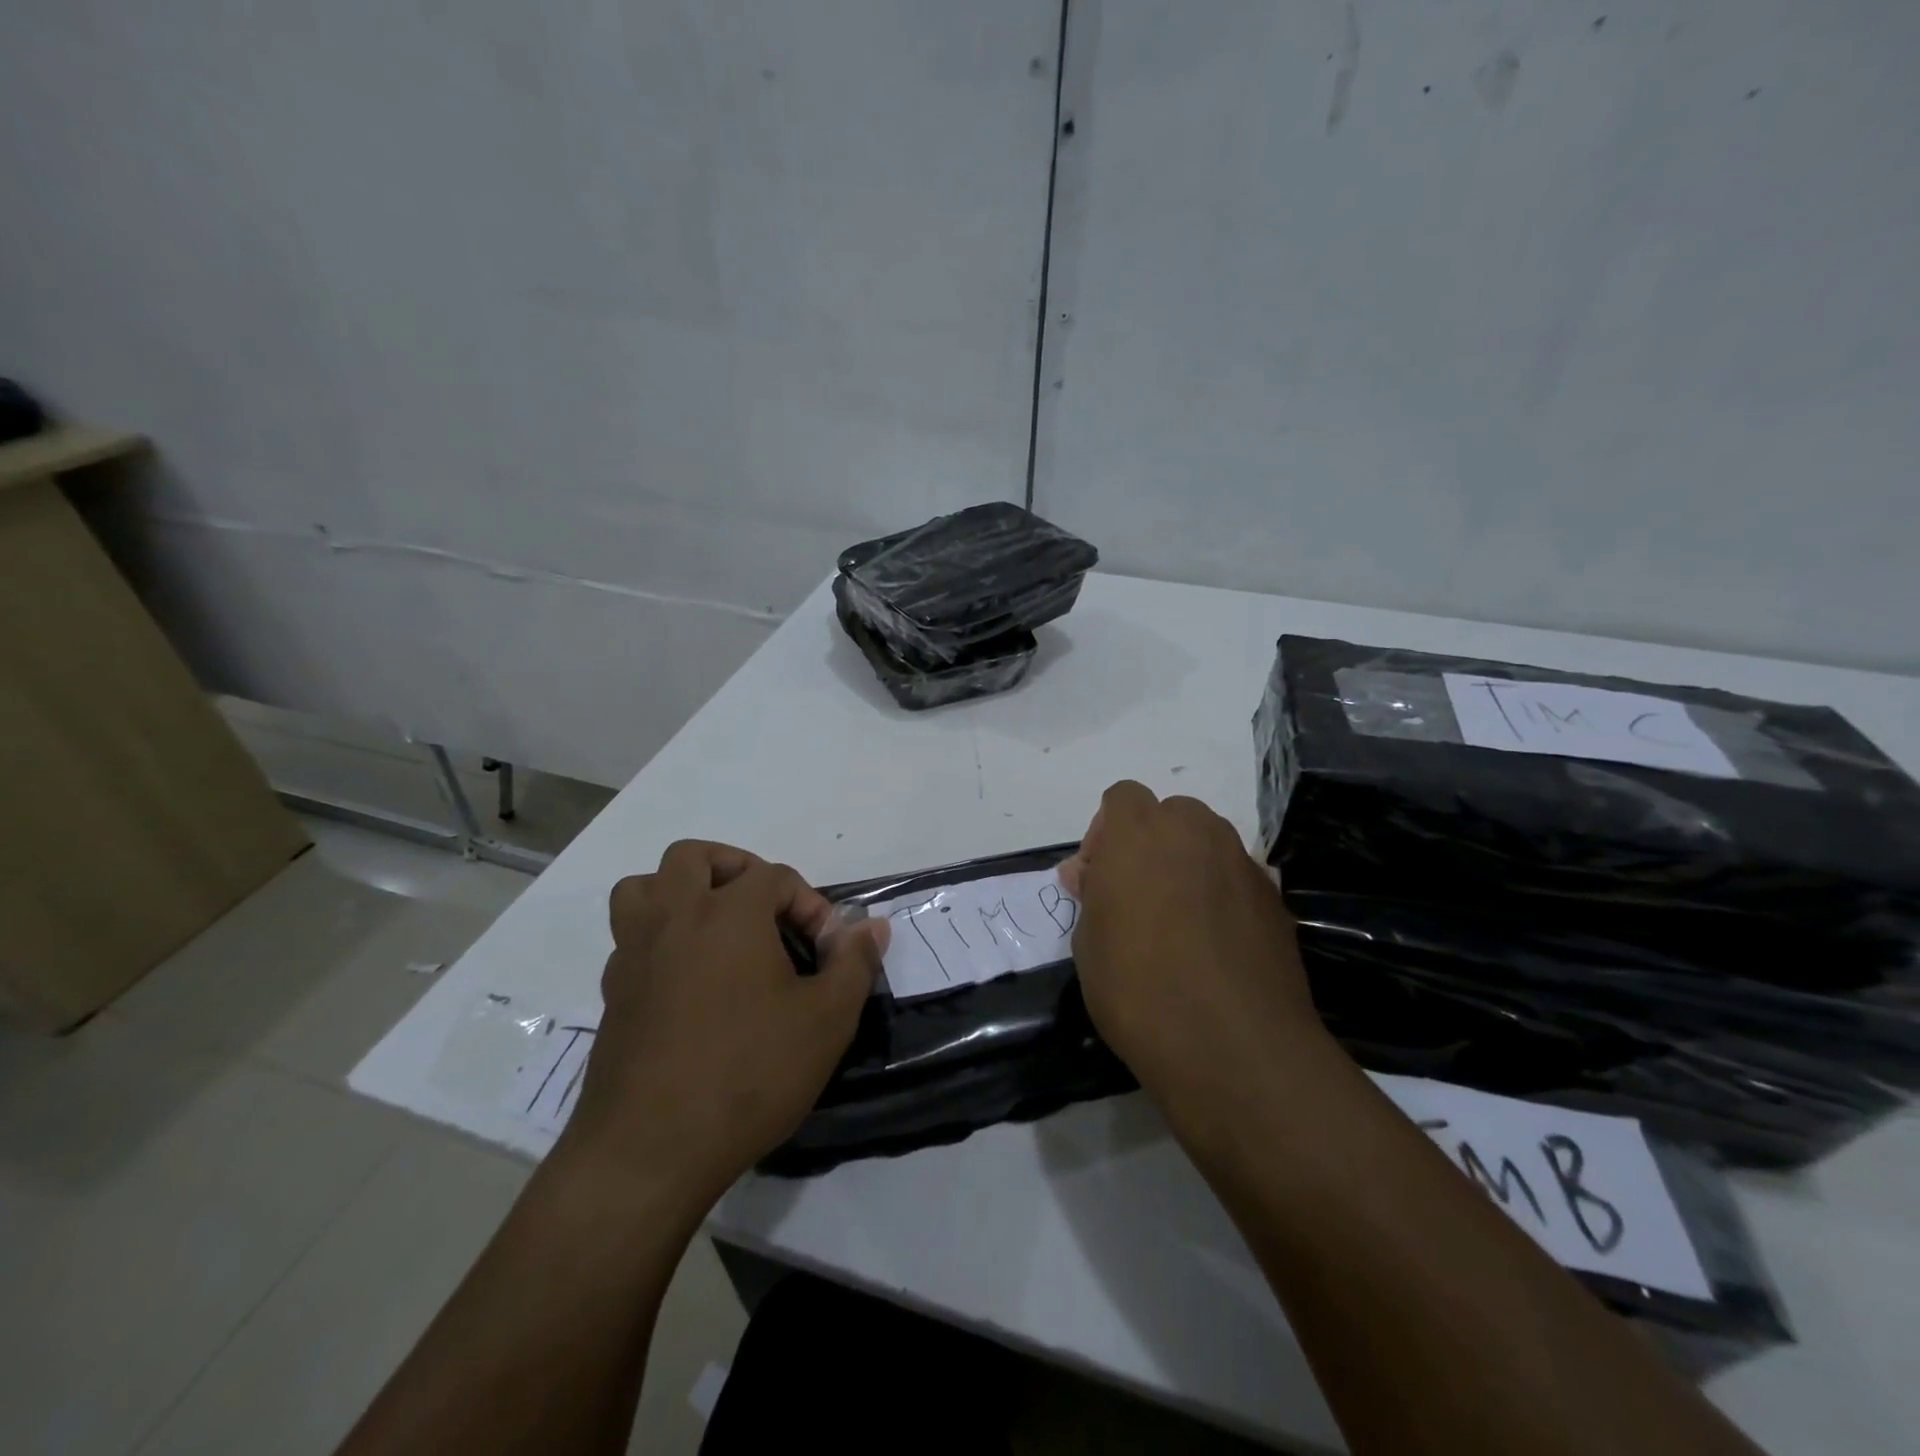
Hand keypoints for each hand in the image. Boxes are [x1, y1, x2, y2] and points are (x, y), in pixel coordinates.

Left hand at [561, 841, 886, 1206]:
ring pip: (642, 888)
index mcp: (729, 914)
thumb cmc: (749, 1074)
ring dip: (679, 891)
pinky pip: (630, 939)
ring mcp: (634, 954)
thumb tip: (872, 926)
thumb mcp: (826, 1020)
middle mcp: (674, 918)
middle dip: (734, 869)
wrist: (650, 1150)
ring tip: (714, 927)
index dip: (808, 904)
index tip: (825, 951)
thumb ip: (854, 963)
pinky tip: (687, 981)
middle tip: (763, 909)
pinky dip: (658, 939)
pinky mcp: (611, 994)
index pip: (774, 876)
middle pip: (692, 856)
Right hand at [1060, 781, 1327, 1128]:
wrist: (1233, 1045)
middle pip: (1169, 814)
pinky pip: (1237, 876)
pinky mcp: (1274, 895)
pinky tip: (1215, 944)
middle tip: (1137, 896)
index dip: (1106, 833)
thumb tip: (1089, 874)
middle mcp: (1194, 831)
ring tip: (1178, 922)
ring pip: (1207, 842)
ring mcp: (1240, 860)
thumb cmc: (1138, 988)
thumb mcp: (1089, 942)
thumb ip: (1091, 894)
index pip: (1121, 798)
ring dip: (1187, 865)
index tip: (1100, 878)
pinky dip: (1221, 894)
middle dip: (1150, 843)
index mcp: (1138, 833)